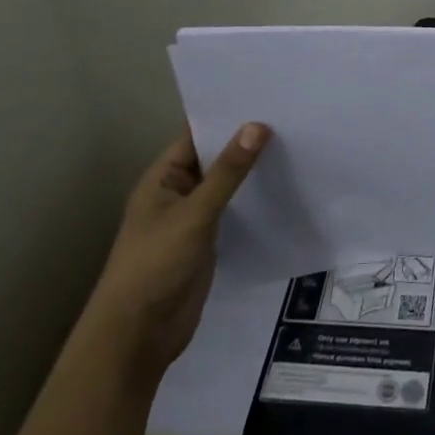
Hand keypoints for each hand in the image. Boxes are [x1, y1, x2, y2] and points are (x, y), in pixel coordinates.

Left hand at [94, 122, 269, 374]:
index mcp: (162, 178)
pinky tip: (283, 189)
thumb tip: (257, 125)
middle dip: (245, 143)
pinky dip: (253, 201)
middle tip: (291, 118)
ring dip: (252, 172)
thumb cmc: (155, 265)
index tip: (265, 98)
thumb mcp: (194, 214)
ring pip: (226, 186)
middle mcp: (177, 193)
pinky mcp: (207, 243)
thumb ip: (228, 172)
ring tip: (296, 146)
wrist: (138, 337)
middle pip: (214, 159)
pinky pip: (233, 212)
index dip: (226, 117)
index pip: (196, 135)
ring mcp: (192, 220)